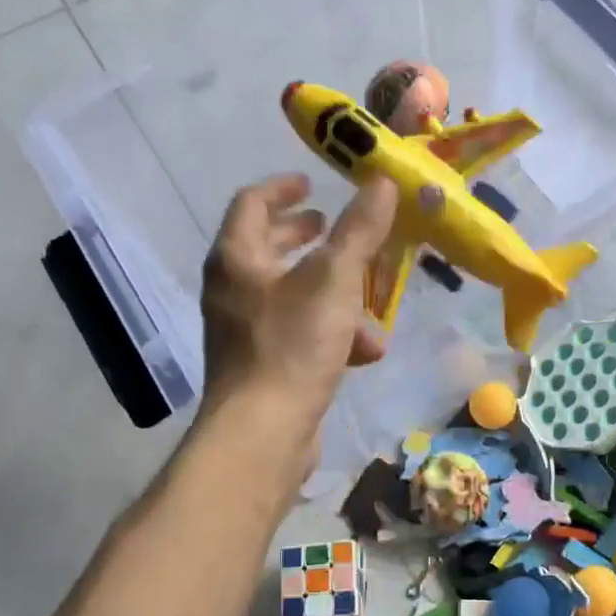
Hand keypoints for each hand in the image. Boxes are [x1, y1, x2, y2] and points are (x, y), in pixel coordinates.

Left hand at [200, 172, 397, 428]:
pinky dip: (331, 333)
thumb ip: (359, 230)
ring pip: (291, 295)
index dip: (283, 188)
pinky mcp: (262, 368)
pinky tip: (365, 352)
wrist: (264, 432)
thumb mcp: (333, 281)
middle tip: (333, 229)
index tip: (312, 184)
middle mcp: (232, 291)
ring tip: (369, 302)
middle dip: (306, 238)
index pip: (251, 203)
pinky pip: (299, 335)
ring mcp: (244, 332)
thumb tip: (383, 182)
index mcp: (236, 259)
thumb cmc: (292, 345)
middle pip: (267, 248)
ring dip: (332, 292)